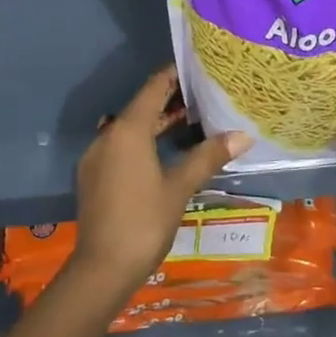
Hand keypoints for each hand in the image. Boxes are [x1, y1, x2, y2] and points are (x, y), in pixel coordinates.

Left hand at [71, 67, 250, 296]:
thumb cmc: (144, 222)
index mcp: (128, 130)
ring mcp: (96, 156)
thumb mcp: (180, 188)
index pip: (153, 88)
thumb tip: (243, 134)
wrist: (102, 268)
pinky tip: (162, 155)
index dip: (174, 75)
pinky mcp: (93, 176)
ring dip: (156, 124)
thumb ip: (208, 157)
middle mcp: (107, 135)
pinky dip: (142, 143)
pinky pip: (120, 147)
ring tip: (189, 123)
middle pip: (140, 107)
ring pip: (130, 129)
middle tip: (203, 97)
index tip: (197, 68)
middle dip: (169, 101)